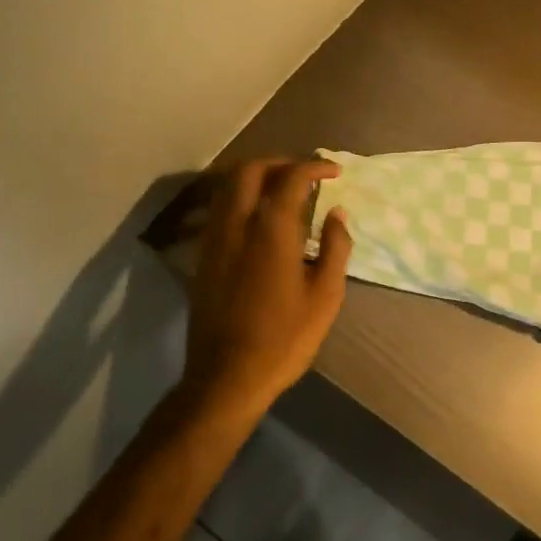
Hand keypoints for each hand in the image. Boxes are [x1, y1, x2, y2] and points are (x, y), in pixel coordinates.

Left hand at [183, 158, 352, 419]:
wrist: (226, 377)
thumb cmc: (284, 338)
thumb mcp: (325, 296)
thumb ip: (334, 247)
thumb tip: (336, 214)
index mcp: (270, 230)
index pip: (291, 178)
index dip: (315, 167)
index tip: (334, 172)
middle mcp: (237, 224)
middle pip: (250, 170)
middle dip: (280, 162)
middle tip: (306, 174)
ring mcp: (214, 239)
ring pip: (228, 186)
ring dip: (257, 177)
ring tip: (283, 190)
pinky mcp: (203, 257)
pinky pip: (220, 208)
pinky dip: (241, 198)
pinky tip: (260, 219)